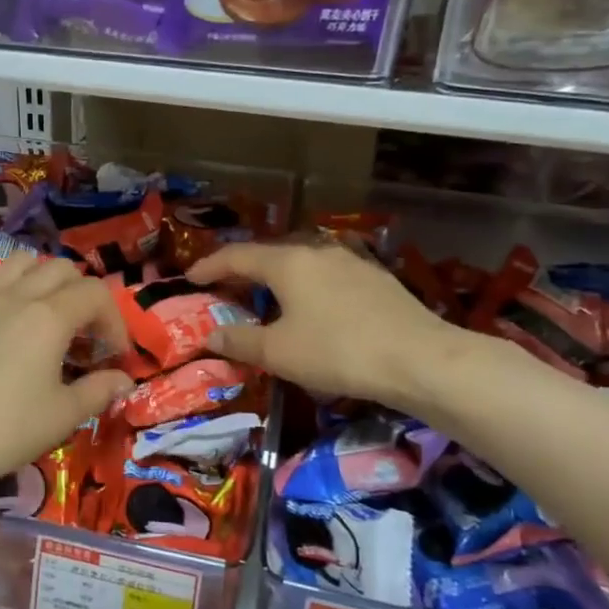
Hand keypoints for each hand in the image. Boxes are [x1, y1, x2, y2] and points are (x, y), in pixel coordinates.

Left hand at [0, 250, 133, 501]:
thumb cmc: (5, 430)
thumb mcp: (63, 416)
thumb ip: (99, 391)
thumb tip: (124, 380)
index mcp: (49, 317)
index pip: (96, 293)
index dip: (114, 320)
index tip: (115, 355)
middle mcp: (17, 295)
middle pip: (62, 269)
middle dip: (83, 295)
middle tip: (85, 335)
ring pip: (21, 262)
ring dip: (43, 279)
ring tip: (46, 314)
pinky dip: (3, 288)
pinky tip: (3, 318)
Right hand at [187, 240, 478, 416]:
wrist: (419, 358)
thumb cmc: (338, 352)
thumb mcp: (279, 353)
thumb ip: (240, 340)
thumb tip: (210, 334)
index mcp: (287, 262)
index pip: (236, 256)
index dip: (209, 266)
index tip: (189, 278)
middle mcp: (315, 250)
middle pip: (268, 253)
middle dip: (241, 269)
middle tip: (223, 287)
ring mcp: (349, 260)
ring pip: (299, 261)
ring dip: (275, 275)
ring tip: (264, 294)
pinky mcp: (374, 276)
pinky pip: (324, 272)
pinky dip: (304, 284)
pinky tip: (310, 304)